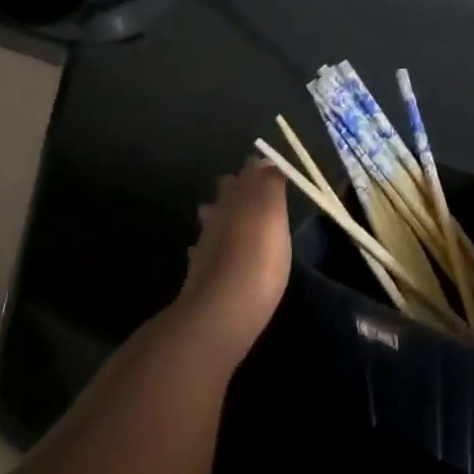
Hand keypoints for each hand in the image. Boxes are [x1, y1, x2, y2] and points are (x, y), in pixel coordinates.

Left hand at [176, 158, 293, 361]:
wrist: (222, 311)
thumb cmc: (259, 258)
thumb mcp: (273, 215)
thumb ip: (269, 186)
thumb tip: (265, 161)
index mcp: (238, 199)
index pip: (248, 174)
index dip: (257, 170)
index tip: (266, 167)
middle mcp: (219, 216)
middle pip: (226, 195)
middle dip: (235, 189)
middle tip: (248, 189)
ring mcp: (206, 246)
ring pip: (212, 221)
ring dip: (220, 216)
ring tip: (232, 219)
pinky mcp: (200, 275)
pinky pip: (205, 252)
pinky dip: (211, 248)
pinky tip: (216, 256)